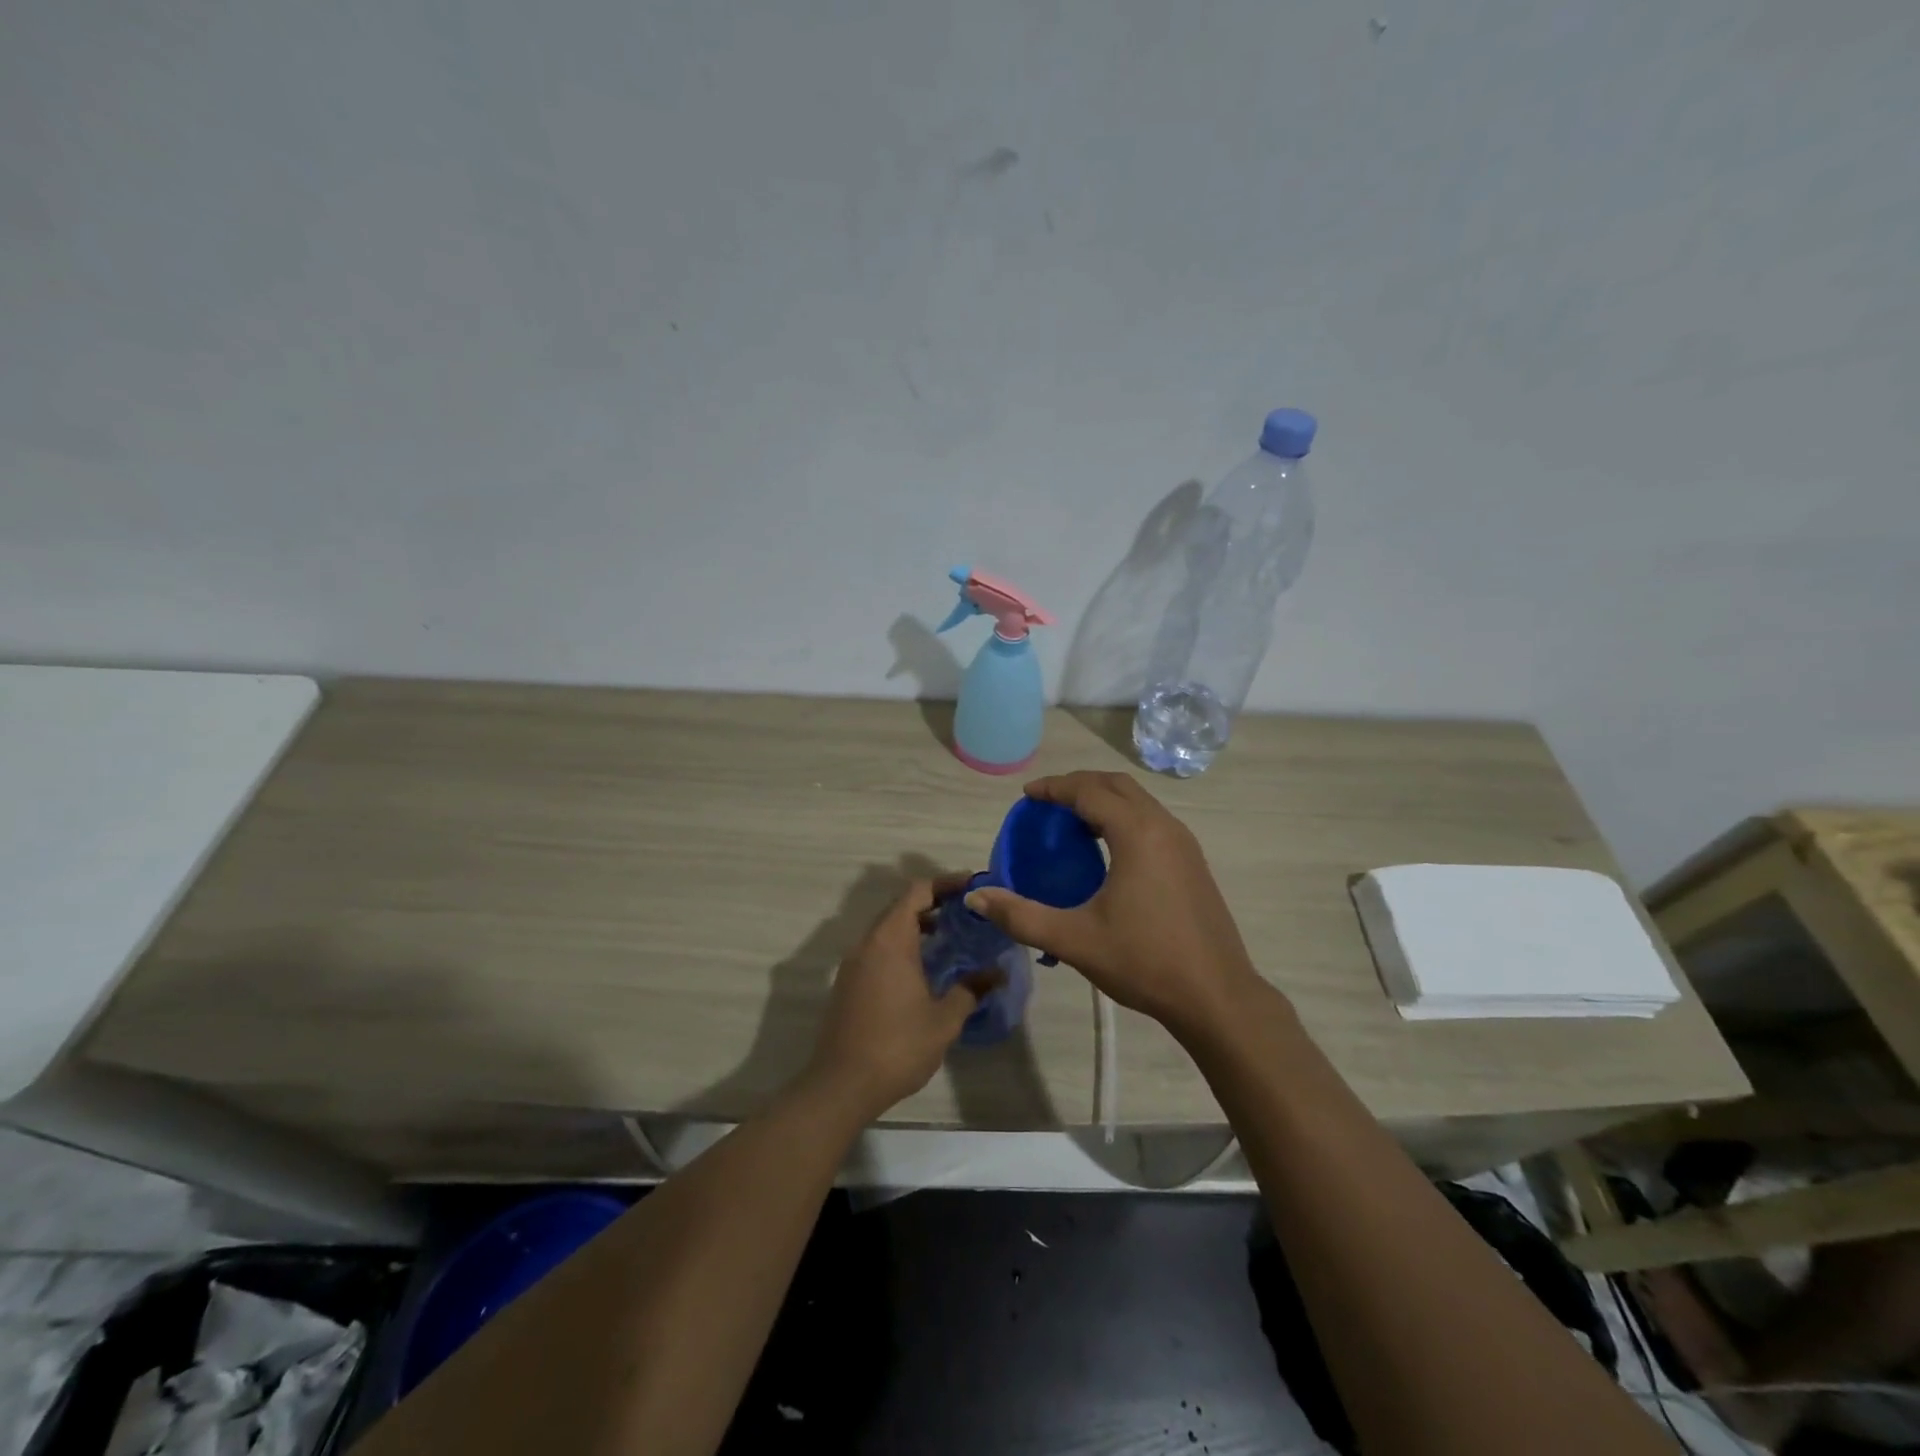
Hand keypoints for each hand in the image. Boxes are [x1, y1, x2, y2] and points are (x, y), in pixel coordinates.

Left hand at [804, 875, 991, 1119]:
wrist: (841, 1085)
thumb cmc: (897, 1046)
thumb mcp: (943, 1020)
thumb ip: (970, 990)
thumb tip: (997, 973)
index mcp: (890, 940)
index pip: (917, 891)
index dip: (945, 883)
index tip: (972, 887)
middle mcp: (868, 942)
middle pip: (900, 906)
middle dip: (933, 902)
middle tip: (966, 912)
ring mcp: (854, 962)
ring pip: (887, 928)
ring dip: (916, 925)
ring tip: (949, 937)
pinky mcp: (848, 982)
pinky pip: (877, 948)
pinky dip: (901, 944)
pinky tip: (923, 967)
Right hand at [964, 772, 1264, 1037]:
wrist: (1217, 997)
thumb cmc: (1144, 962)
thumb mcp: (1074, 940)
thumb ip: (1020, 915)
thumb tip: (976, 897)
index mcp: (1137, 834)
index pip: (1089, 791)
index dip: (1054, 788)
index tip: (1027, 795)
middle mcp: (1164, 827)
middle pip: (1117, 785)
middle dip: (1079, 785)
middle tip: (1047, 802)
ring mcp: (1184, 844)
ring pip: (1139, 801)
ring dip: (1104, 800)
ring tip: (1072, 823)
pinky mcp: (1193, 863)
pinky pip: (1152, 821)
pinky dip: (1123, 818)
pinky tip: (1107, 851)